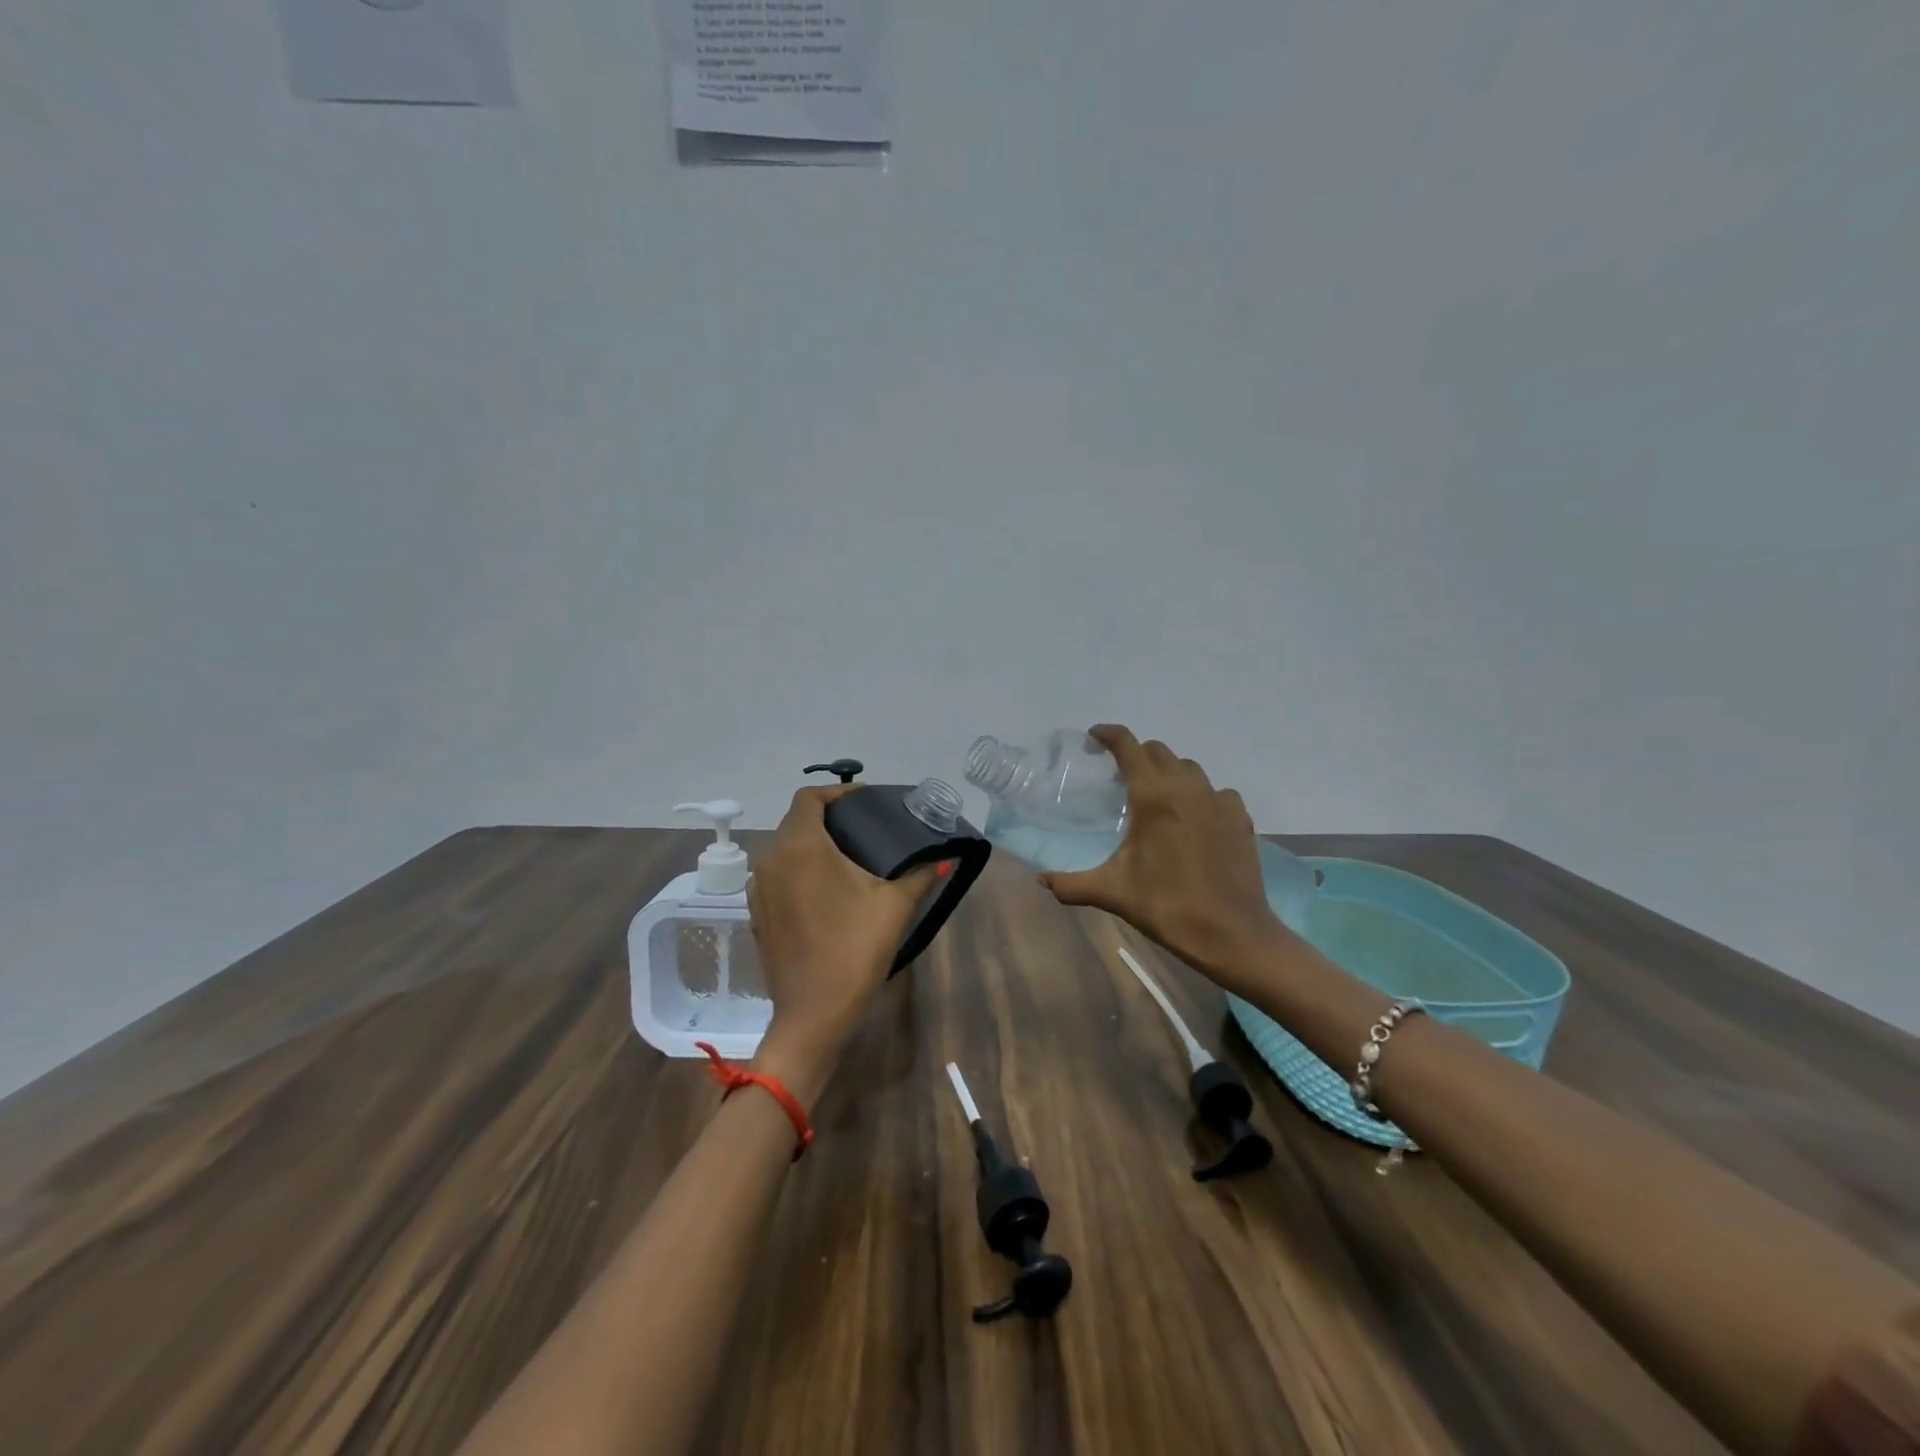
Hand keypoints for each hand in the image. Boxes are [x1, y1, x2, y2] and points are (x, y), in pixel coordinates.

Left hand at [746, 786, 940, 1096]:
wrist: (813, 1015)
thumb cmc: (854, 951)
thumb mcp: (894, 907)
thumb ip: (920, 874)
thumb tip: (945, 858)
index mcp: (801, 847)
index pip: (809, 798)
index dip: (837, 792)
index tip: (866, 800)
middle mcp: (772, 859)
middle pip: (796, 821)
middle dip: (829, 817)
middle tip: (865, 826)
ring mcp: (759, 889)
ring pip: (785, 849)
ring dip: (813, 844)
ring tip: (849, 855)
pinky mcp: (758, 914)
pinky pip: (778, 876)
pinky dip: (800, 869)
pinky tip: (827, 889)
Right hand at [1038, 725, 1283, 985]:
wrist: (1232, 934)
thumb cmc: (1167, 907)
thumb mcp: (1112, 893)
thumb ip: (1071, 884)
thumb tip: (1041, 881)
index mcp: (1153, 796)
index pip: (1128, 746)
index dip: (1109, 735)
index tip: (1095, 736)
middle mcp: (1187, 788)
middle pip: (1159, 751)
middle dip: (1137, 754)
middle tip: (1120, 774)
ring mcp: (1219, 801)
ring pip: (1189, 768)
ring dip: (1169, 772)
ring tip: (1157, 795)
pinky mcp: (1240, 818)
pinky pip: (1216, 791)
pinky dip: (1200, 795)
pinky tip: (1194, 818)